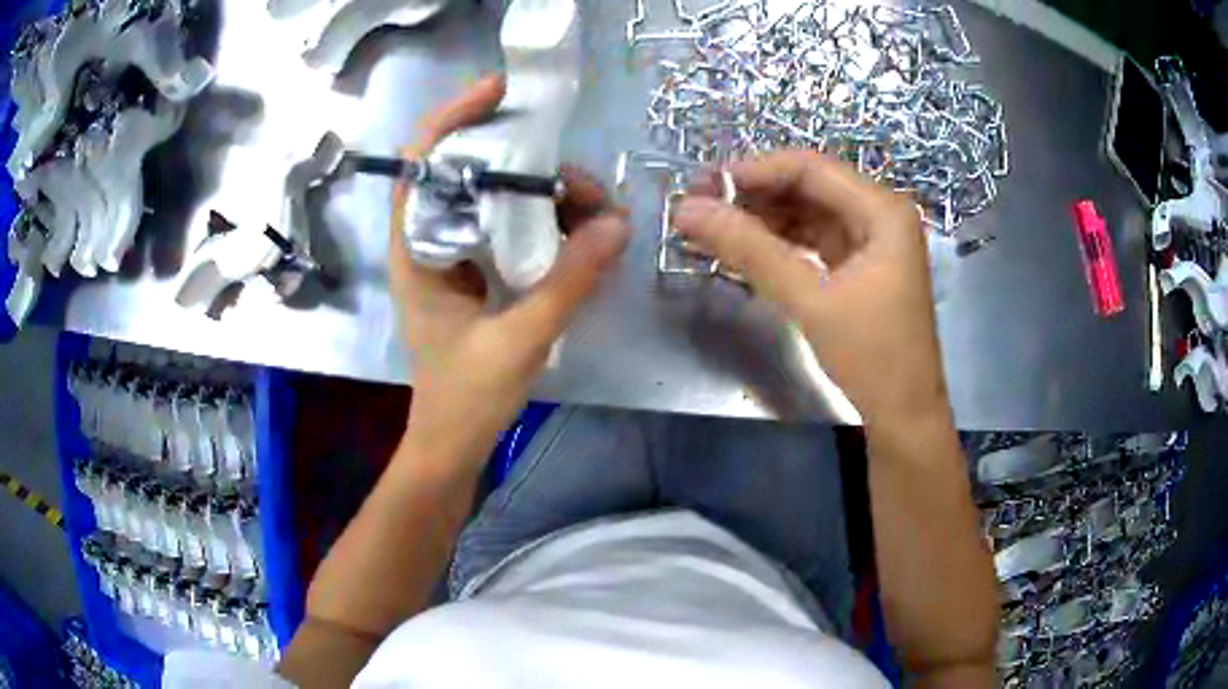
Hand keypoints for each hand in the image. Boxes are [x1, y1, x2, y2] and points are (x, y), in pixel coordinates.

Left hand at [390, 75, 630, 462]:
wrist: (452, 445)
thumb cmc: (466, 399)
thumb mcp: (519, 340)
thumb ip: (568, 281)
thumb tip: (618, 224)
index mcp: (416, 250)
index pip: (421, 161)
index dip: (455, 116)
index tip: (502, 93)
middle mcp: (428, 242)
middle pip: (467, 172)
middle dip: (524, 162)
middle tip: (579, 180)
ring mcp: (452, 257)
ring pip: (492, 200)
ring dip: (541, 193)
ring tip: (592, 208)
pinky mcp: (473, 274)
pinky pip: (506, 228)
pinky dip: (541, 220)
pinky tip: (577, 229)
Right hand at [673, 151, 947, 427]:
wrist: (904, 416)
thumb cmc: (872, 356)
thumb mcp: (810, 300)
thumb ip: (749, 250)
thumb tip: (687, 210)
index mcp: (883, 210)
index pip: (810, 169)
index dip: (754, 171)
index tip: (703, 187)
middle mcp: (880, 215)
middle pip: (809, 188)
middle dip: (754, 195)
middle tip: (700, 209)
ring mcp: (872, 242)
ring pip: (808, 214)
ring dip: (763, 219)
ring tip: (712, 228)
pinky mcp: (860, 267)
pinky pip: (813, 242)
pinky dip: (780, 244)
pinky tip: (744, 250)